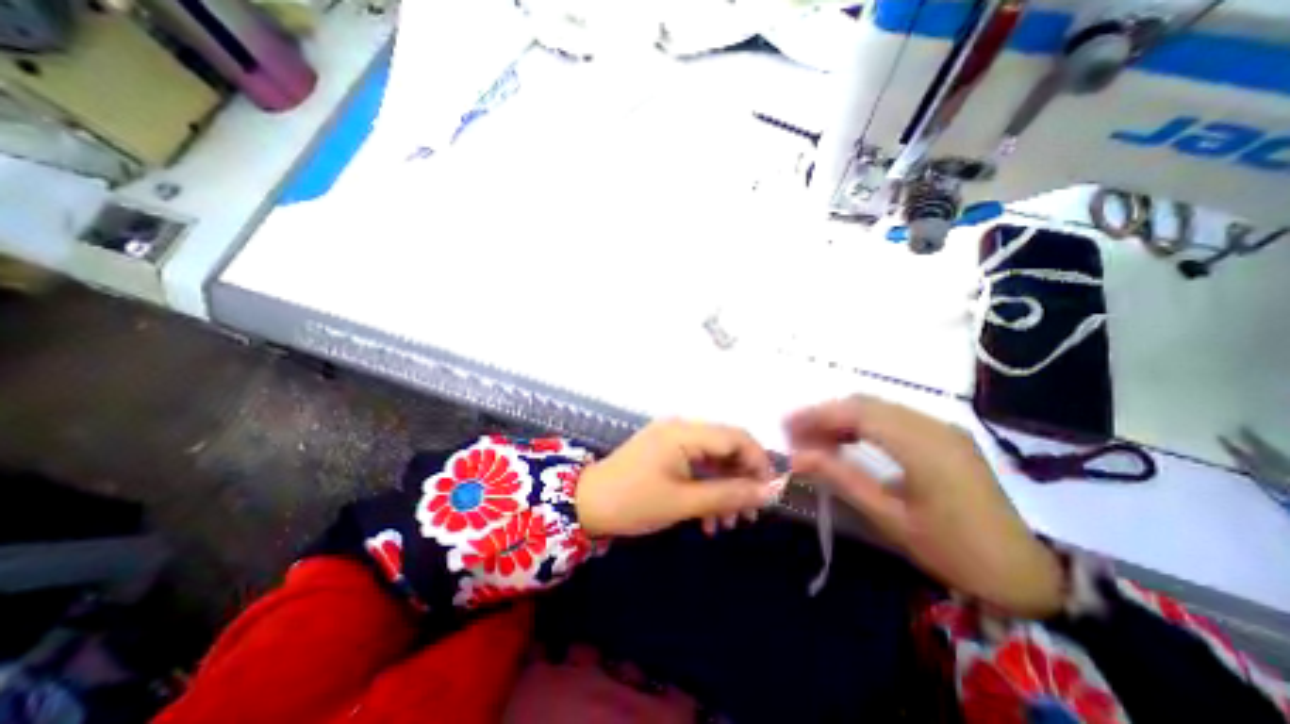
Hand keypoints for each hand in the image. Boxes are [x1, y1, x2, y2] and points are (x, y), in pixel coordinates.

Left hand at [581, 419, 779, 535]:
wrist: (586, 504)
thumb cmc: (633, 502)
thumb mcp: (684, 502)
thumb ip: (728, 495)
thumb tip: (769, 492)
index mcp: (685, 432)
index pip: (736, 437)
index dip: (758, 463)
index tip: (769, 494)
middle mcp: (681, 429)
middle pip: (726, 447)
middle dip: (741, 481)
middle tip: (748, 516)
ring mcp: (671, 440)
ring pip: (712, 460)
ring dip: (723, 490)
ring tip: (727, 524)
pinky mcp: (665, 452)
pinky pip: (695, 466)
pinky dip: (705, 488)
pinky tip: (707, 519)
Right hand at [792, 395, 1062, 614]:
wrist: (1028, 574)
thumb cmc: (955, 551)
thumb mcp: (891, 519)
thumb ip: (841, 478)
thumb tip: (797, 457)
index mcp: (923, 447)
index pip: (858, 414)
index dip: (817, 415)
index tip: (786, 425)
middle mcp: (933, 426)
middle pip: (866, 404)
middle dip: (825, 414)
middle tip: (795, 433)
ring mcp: (942, 428)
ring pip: (878, 407)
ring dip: (842, 418)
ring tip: (814, 437)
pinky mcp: (944, 435)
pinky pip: (893, 417)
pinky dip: (862, 424)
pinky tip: (846, 440)